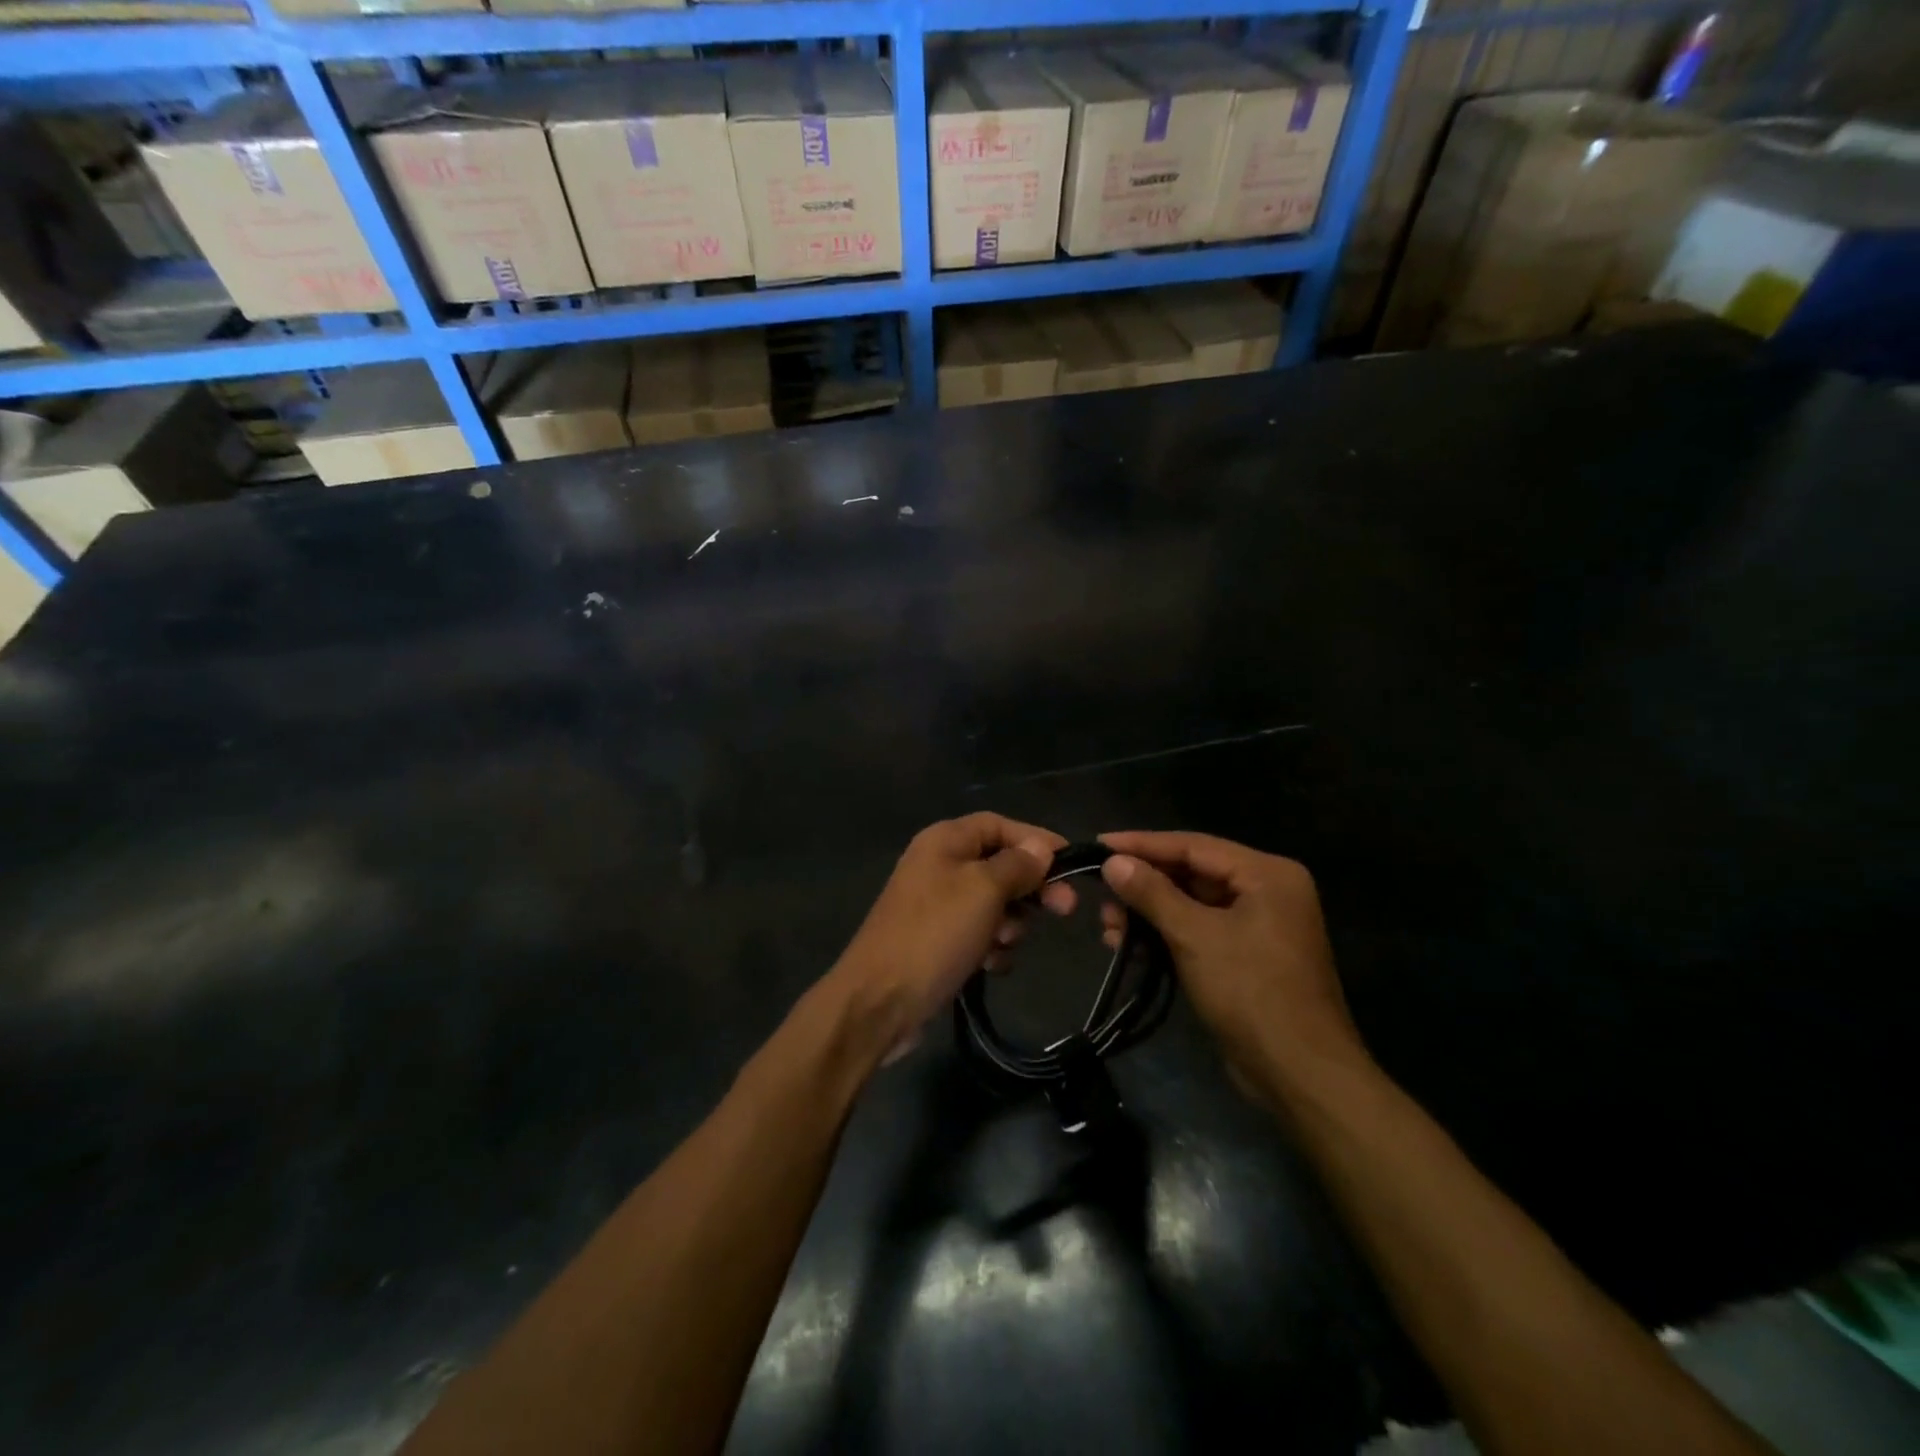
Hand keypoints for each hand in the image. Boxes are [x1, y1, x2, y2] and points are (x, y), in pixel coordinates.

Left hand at [829, 813, 1075, 1061]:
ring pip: (995, 903)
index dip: (1036, 839)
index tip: (1072, 862)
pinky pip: (980, 934)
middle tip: (1064, 909)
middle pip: (1000, 864)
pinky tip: (989, 966)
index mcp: (945, 840)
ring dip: (1011, 923)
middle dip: (1030, 888)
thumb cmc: (935, 934)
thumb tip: (1040, 848)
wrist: (880, 1001)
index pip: (1000, 825)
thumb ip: (1017, 865)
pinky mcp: (938, 941)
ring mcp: (937, 905)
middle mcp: (940, 865)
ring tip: (1004, 943)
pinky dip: (991, 947)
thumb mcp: (983, 890)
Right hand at [1098, 831, 1369, 1105]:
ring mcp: (1259, 924)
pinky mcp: (1248, 955)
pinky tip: (1130, 946)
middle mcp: (1267, 890)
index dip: (1142, 844)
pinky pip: (1200, 930)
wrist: (1300, 1075)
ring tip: (1108, 927)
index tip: (1098, 844)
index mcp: (1267, 874)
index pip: (1193, 845)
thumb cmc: (1251, 993)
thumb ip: (1152, 893)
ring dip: (1149, 913)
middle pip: (1192, 872)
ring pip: (1192, 903)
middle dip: (1143, 885)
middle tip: (1100, 894)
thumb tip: (1113, 862)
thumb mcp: (1195, 936)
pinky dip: (1166, 935)